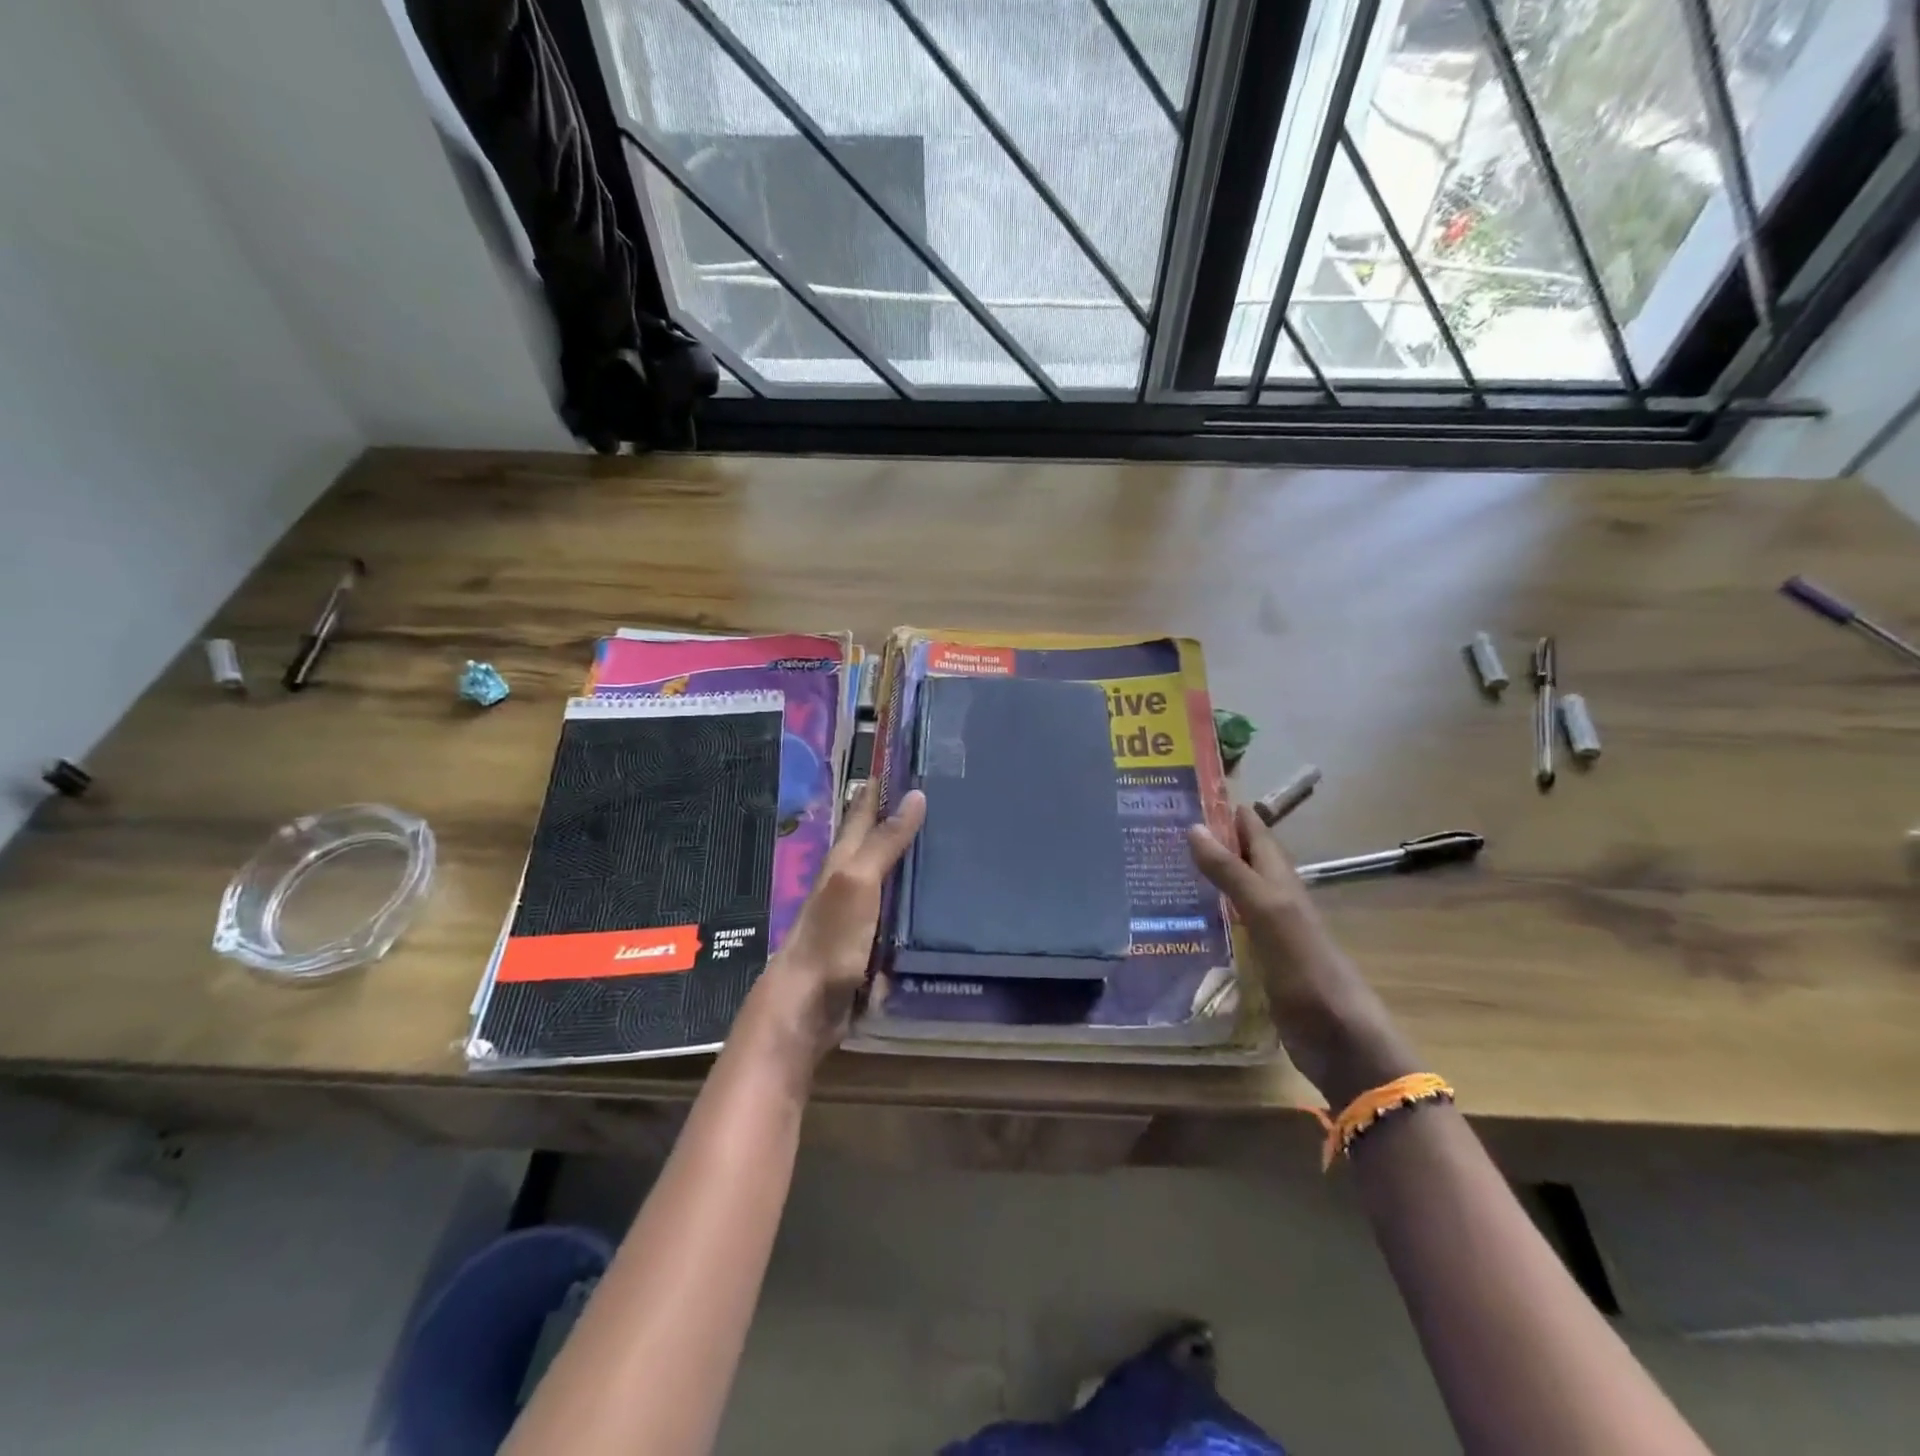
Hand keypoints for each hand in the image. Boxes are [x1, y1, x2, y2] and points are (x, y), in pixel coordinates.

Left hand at [743, 784, 926, 1071]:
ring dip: (914, 859)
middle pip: (879, 841)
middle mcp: (852, 881)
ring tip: (952, 842)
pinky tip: (941, 901)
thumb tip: (916, 795)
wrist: (808, 1006)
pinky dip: (919, 901)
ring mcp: (863, 913)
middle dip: (903, 818)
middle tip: (942, 797)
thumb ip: (885, 841)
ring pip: (892, 876)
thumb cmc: (830, 937)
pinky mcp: (875, 943)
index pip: (864, 811)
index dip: (880, 787)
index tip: (905, 759)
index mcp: (844, 860)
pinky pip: (902, 913)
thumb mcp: (857, 881)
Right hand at [1188, 805, 1416, 1106]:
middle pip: (1242, 858)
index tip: (1187, 789)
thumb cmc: (1308, 971)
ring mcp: (1268, 933)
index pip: (1252, 832)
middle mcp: (1275, 900)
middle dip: (1211, 837)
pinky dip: (1208, 911)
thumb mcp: (1269, 914)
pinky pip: (1229, 924)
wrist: (1342, 1042)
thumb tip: (1194, 826)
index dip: (1227, 809)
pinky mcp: (1259, 962)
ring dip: (1207, 873)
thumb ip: (1232, 873)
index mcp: (1281, 882)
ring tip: (1164, 862)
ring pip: (1234, 890)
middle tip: (1163, 823)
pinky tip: (1183, 917)